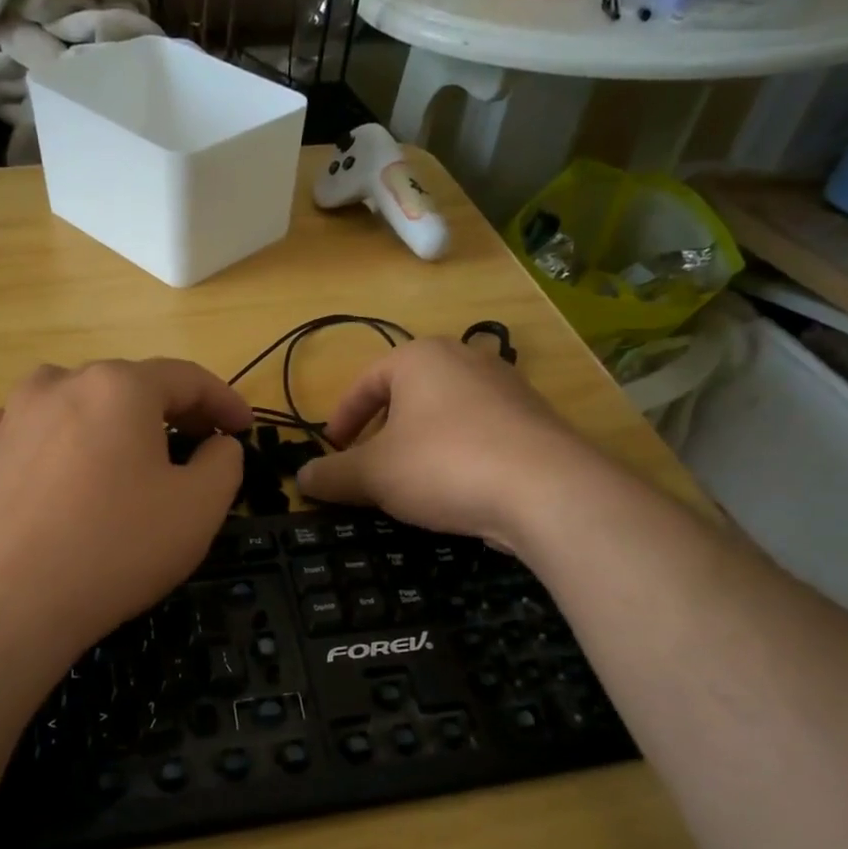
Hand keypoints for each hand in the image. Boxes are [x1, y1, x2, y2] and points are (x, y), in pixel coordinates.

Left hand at [0, 359, 250, 653]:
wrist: (11, 602)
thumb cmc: (117, 548)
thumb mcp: (200, 507)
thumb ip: (224, 462)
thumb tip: (216, 444)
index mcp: (121, 387)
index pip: (187, 379)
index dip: (224, 402)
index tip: (244, 429)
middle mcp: (63, 382)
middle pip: (132, 386)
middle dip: (171, 412)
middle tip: (197, 447)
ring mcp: (15, 414)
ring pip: (79, 400)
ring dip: (112, 420)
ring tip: (128, 454)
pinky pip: (32, 427)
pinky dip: (59, 437)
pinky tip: (63, 464)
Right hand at [297, 338, 575, 543]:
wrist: (546, 489)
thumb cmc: (443, 464)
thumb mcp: (373, 474)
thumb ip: (332, 474)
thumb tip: (302, 477)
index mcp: (420, 357)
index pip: (366, 382)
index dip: (342, 418)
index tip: (332, 449)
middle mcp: (466, 360)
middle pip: (407, 396)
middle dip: (381, 433)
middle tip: (367, 468)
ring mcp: (507, 388)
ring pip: (444, 416)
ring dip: (419, 446)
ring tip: (409, 483)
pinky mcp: (535, 422)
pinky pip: (480, 435)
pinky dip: (457, 457)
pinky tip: (455, 490)